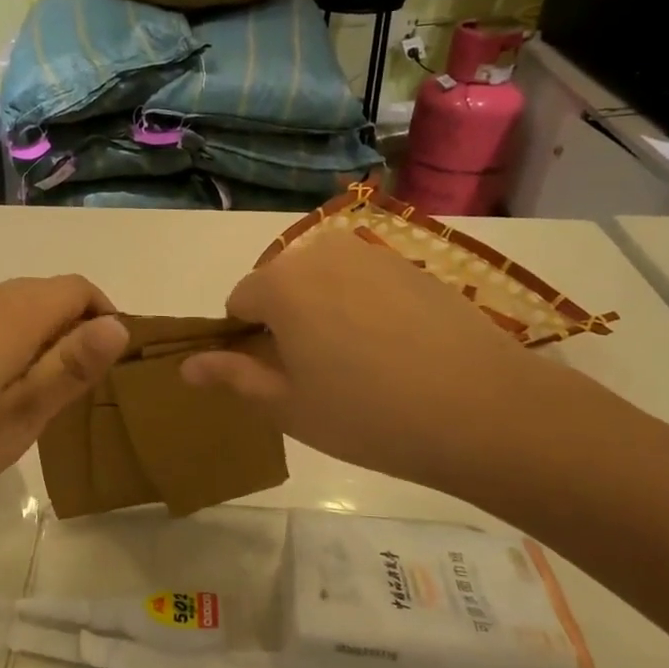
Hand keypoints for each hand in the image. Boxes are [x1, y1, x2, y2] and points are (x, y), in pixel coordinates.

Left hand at [0, 276, 128, 515]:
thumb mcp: (24, 411)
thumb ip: (72, 366)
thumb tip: (119, 325)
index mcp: (18, 311)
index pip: (80, 289)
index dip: (105, 318)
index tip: (107, 367)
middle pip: (50, 296)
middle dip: (75, 332)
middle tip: (75, 392)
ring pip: (18, 311)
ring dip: (41, 342)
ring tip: (36, 398)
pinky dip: (9, 347)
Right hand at [180, 231, 560, 495]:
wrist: (482, 410)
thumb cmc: (368, 414)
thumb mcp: (287, 406)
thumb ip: (232, 376)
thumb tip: (186, 366)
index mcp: (281, 283)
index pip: (239, 301)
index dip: (246, 339)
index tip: (274, 375)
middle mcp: (322, 253)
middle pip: (280, 284)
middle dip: (284, 320)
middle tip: (316, 373)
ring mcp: (373, 253)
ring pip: (323, 279)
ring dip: (323, 310)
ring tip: (357, 361)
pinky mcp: (413, 264)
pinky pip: (364, 280)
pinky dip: (363, 306)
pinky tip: (394, 348)